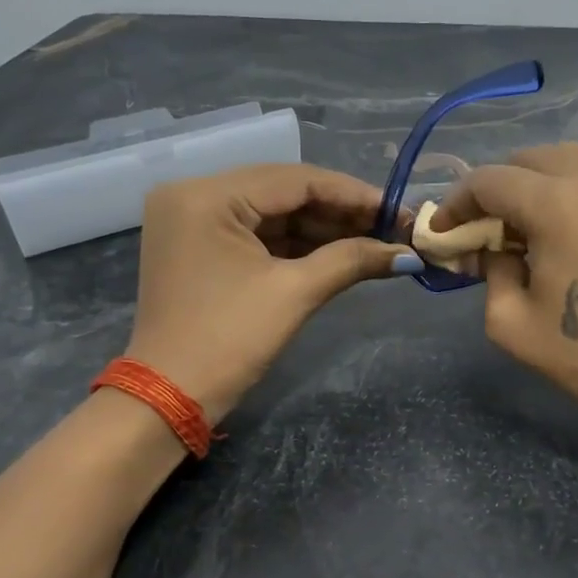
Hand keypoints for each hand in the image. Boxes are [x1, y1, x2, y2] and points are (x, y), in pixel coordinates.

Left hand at [124, 164, 414, 420]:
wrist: (169, 397)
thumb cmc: (229, 340)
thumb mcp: (294, 294)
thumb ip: (351, 260)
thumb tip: (408, 254)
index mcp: (207, 195)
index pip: (295, 180)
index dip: (353, 194)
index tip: (399, 210)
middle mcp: (194, 195)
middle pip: (283, 193)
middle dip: (340, 213)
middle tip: (392, 229)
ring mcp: (193, 222)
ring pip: (273, 214)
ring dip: (322, 229)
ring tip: (376, 242)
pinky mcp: (199, 247)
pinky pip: (257, 235)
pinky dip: (297, 245)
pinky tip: (340, 251)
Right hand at [430, 144, 577, 438]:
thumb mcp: (513, 326)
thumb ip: (490, 274)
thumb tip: (496, 249)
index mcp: (558, 203)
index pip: (490, 181)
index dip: (457, 203)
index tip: (443, 231)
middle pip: (528, 159)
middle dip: (496, 190)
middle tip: (485, 232)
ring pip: (568, 158)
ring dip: (535, 184)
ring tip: (527, 229)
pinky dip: (573, 188)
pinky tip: (570, 229)